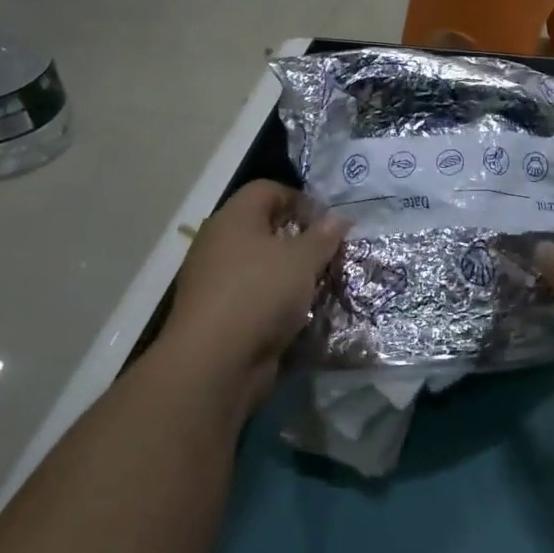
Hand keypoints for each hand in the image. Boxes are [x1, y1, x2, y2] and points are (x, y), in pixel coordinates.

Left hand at [159, 180, 345, 413]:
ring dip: (288, 273)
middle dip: (298, 239)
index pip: (267, 189)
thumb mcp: (303, 259)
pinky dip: (274, 301)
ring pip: (259, 265)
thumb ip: (324, 236)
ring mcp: (213, 280)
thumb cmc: (260, 293)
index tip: (326, 222)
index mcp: (234, 218)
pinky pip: (252, 296)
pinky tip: (297, 313)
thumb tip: (339, 218)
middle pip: (263, 227)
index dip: (299, 199)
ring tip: (317, 285)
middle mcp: (218, 243)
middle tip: (326, 254)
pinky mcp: (216, 315)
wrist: (213, 363)